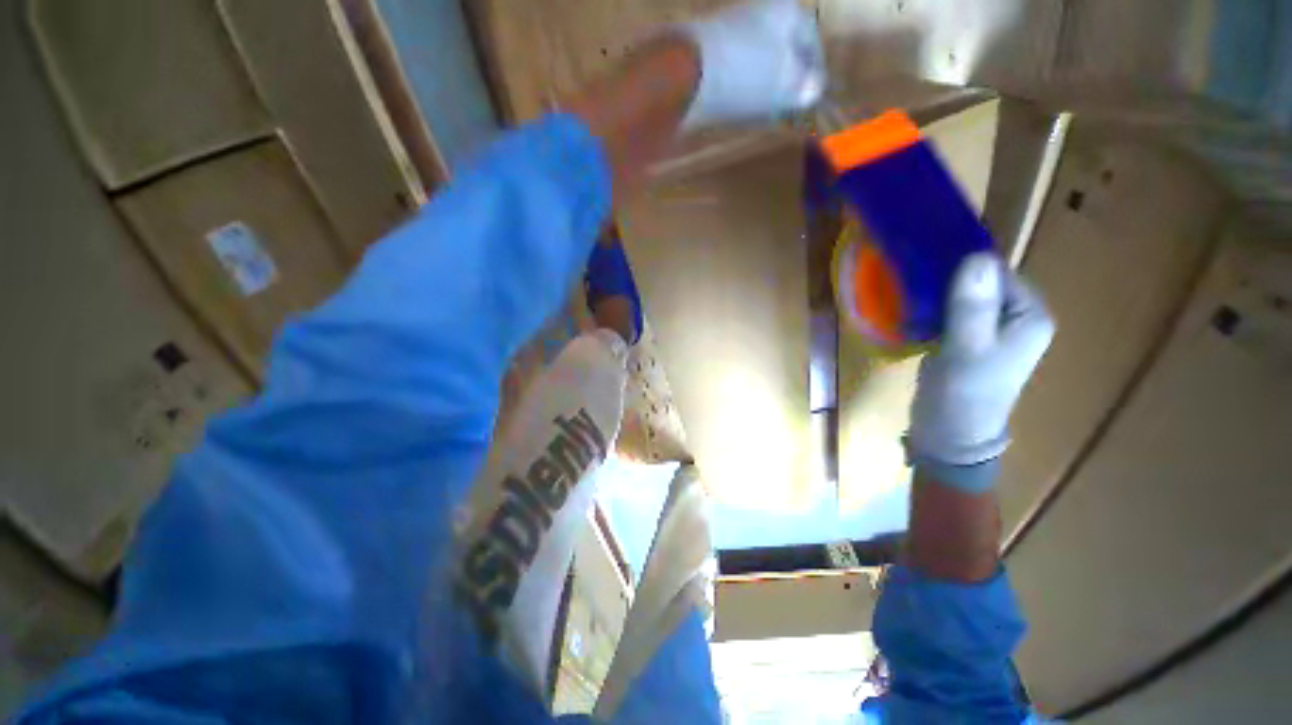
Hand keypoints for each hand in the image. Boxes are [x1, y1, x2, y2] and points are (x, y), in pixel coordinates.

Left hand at [679, 0, 825, 128]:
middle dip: (785, 77)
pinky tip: (738, 108)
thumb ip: (803, 88)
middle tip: (789, 105)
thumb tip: (812, 90)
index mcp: (784, 9)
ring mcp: (725, 31)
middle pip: (779, 47)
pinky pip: (730, 72)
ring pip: (753, 60)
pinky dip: (739, 89)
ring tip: (765, 111)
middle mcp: (755, 12)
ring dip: (761, 85)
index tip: (814, 94)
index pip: (810, 39)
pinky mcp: (701, 54)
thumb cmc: (746, 73)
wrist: (684, 74)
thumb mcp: (785, 85)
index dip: (814, 69)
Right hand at [909, 253, 1054, 477]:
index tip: (924, 265)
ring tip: (904, 290)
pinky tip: (909, 308)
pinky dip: (930, 308)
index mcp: (1029, 316)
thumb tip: (977, 255)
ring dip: (935, 293)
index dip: (963, 266)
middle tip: (909, 277)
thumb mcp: (967, 350)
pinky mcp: (966, 340)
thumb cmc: (963, 394)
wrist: (948, 435)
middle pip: (980, 282)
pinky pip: (949, 312)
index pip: (998, 272)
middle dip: (946, 278)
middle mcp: (1015, 318)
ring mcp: (990, 330)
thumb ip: (973, 307)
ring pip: (961, 297)